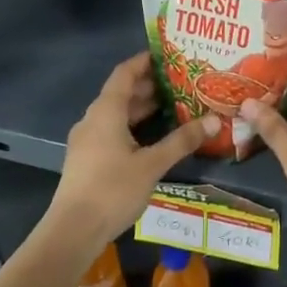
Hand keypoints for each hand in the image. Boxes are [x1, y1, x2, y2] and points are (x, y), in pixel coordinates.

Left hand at [45, 53, 216, 257]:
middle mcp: (93, 120)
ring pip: (116, 115)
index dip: (144, 61)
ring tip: (173, 107)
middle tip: (180, 83)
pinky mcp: (87, 160)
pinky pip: (112, 131)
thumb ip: (182, 141)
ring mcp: (87, 141)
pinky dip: (132, 127)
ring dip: (141, 109)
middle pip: (121, 93)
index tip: (168, 55)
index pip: (125, 73)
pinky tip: (153, 139)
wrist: (73, 231)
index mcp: (105, 112)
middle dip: (149, 87)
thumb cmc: (113, 189)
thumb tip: (214, 120)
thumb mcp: (152, 164)